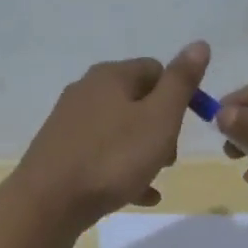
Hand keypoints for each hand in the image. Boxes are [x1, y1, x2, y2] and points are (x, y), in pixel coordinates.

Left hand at [12, 42, 210, 229]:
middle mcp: (86, 91)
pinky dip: (123, 170)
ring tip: (154, 179)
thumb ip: (181, 82)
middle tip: (169, 158)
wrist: (48, 202)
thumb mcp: (159, 118)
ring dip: (143, 152)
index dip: (179, 95)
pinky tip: (139, 195)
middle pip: (138, 101)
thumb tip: (199, 45)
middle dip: (161, 128)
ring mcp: (70, 122)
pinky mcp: (61, 152)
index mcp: (111, 76)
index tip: (187, 126)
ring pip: (121, 130)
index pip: (156, 70)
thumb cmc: (112, 158)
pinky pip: (102, 155)